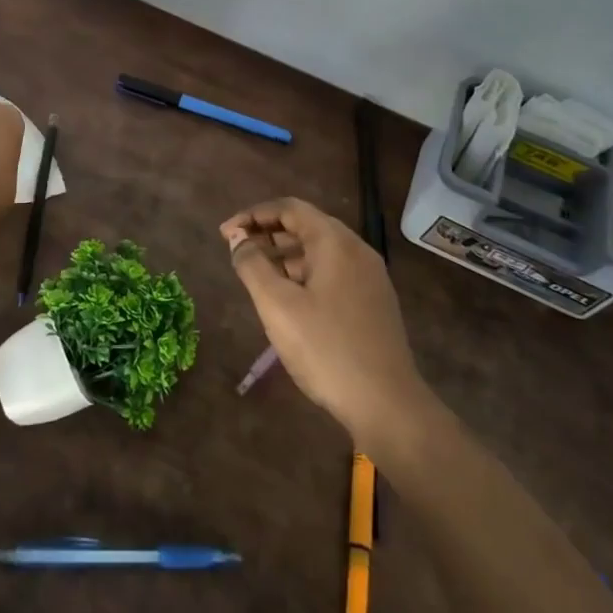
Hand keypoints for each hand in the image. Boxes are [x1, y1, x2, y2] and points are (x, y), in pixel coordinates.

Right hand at [220, 198, 425, 444]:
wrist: (387, 404)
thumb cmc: (326, 348)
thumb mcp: (277, 305)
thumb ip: (252, 265)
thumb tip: (239, 241)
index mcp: (334, 241)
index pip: (289, 208)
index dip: (253, 215)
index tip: (225, 234)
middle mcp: (356, 249)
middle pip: (306, 226)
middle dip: (268, 234)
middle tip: (237, 252)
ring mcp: (369, 276)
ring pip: (319, 251)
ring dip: (285, 255)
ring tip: (257, 275)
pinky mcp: (374, 301)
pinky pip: (332, 272)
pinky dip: (304, 273)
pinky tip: (289, 298)